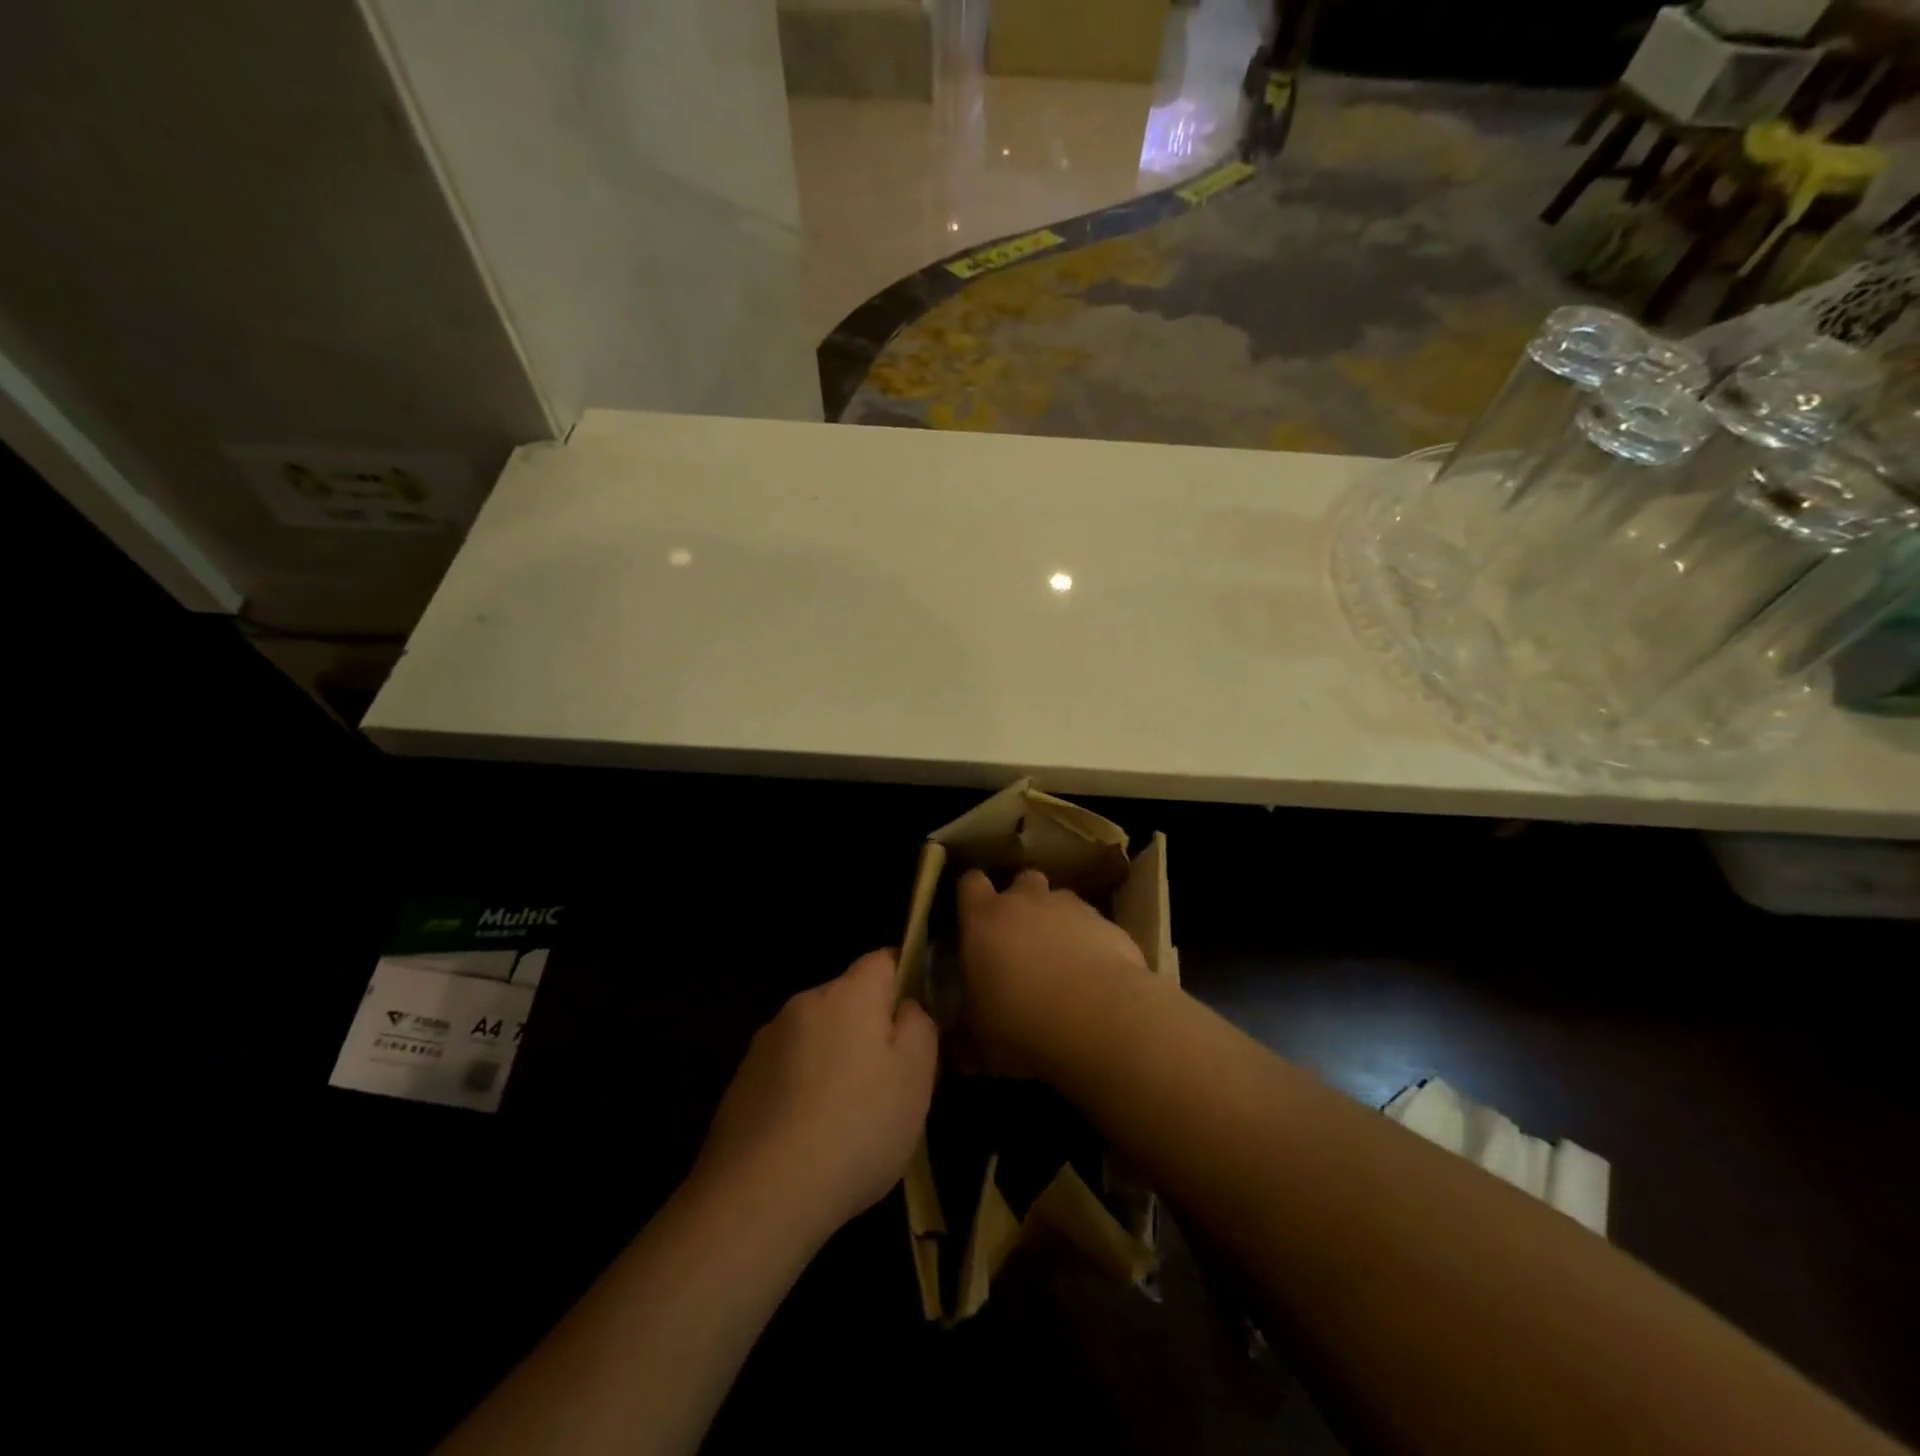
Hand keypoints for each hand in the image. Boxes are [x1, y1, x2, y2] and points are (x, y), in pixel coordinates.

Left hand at [694, 950, 937, 1244]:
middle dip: (870, 1029)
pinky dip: (803, 1089)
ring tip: (847, 1119)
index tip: (916, 1024)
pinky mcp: (742, 1080)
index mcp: (848, 994)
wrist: (760, 1197)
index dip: (906, 981)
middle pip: (849, 999)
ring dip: (835, 1060)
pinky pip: (788, 1070)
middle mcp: (804, 1003)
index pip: (883, 959)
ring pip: (818, 1036)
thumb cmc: (855, 1129)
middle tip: (889, 1083)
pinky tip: (809, 1137)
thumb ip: (920, 1025)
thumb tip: (907, 1006)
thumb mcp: (916, 1077)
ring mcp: (766, 1042)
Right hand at [957, 868, 1148, 1076]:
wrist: (1099, 1018)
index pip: (970, 883)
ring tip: (1061, 960)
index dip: (971, 896)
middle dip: (1021, 901)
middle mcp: (1026, 901)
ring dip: (1057, 921)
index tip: (972, 917)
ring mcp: (1071, 908)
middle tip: (1020, 938)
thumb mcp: (979, 1042)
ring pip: (1060, 901)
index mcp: (984, 919)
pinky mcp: (1108, 924)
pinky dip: (1091, 942)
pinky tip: (1094, 976)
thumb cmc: (1022, 1024)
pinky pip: (1093, 925)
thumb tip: (959, 1049)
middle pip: (1022, 881)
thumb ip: (966, 1034)